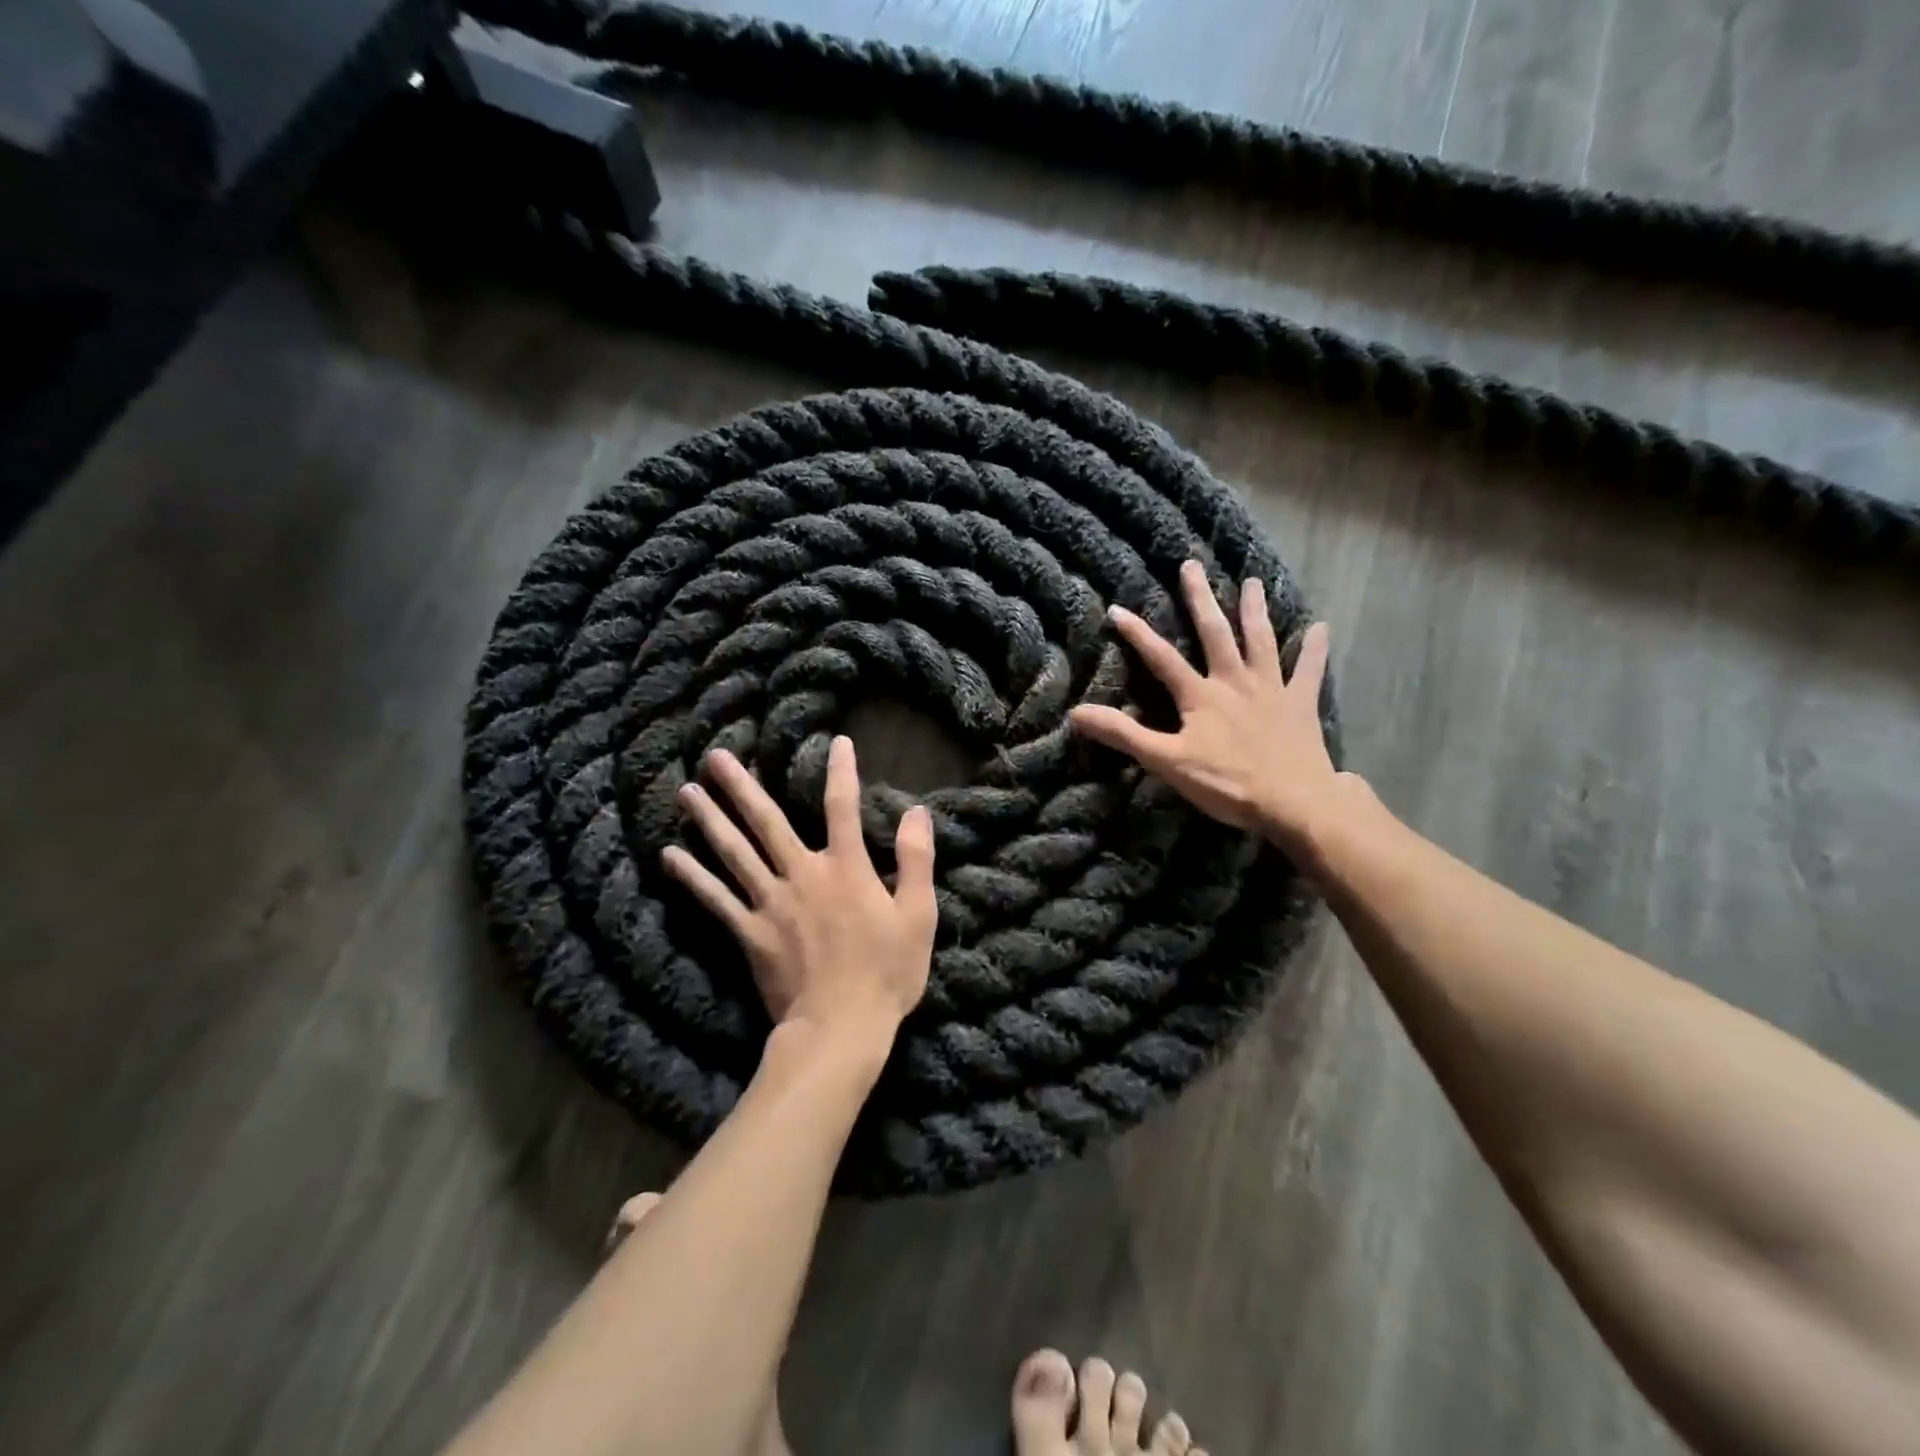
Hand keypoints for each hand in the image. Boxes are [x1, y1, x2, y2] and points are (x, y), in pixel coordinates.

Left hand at [662, 737, 937, 1052]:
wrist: (840, 1027)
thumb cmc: (887, 972)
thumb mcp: (918, 914)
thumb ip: (917, 859)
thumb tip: (916, 811)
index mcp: (846, 868)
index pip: (843, 807)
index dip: (842, 772)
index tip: (837, 742)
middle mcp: (802, 874)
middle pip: (767, 822)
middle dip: (741, 787)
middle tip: (714, 756)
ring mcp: (770, 903)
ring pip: (733, 853)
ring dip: (709, 820)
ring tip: (685, 792)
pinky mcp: (749, 933)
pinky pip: (714, 899)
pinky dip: (691, 876)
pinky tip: (669, 855)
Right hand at [1068, 559, 1344, 854]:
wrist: (1293, 801)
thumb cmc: (1226, 783)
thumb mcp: (1167, 761)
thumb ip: (1124, 735)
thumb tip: (1076, 713)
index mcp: (1200, 695)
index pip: (1162, 658)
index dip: (1138, 634)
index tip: (1118, 608)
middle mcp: (1234, 681)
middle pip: (1215, 633)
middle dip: (1200, 599)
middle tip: (1192, 566)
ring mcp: (1270, 689)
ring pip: (1260, 641)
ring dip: (1254, 610)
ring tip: (1252, 581)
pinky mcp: (1300, 704)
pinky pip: (1308, 670)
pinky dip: (1314, 649)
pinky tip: (1321, 626)